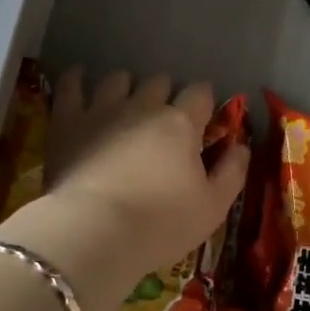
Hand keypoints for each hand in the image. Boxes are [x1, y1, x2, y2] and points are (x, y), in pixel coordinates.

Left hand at [0, 68, 247, 310]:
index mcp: (181, 123)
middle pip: (159, 81)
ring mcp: (103, 109)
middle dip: (164, 93)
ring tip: (124, 101)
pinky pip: (70, 85)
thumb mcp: (213, 208)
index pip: (200, 93)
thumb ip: (232, 172)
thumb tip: (241, 146)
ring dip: (125, 86)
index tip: (202, 116)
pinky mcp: (68, 120)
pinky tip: (79, 78)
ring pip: (118, 78)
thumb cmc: (160, 224)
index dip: (203, 100)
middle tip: (163, 117)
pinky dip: (76, 78)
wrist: (95, 232)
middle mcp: (144, 106)